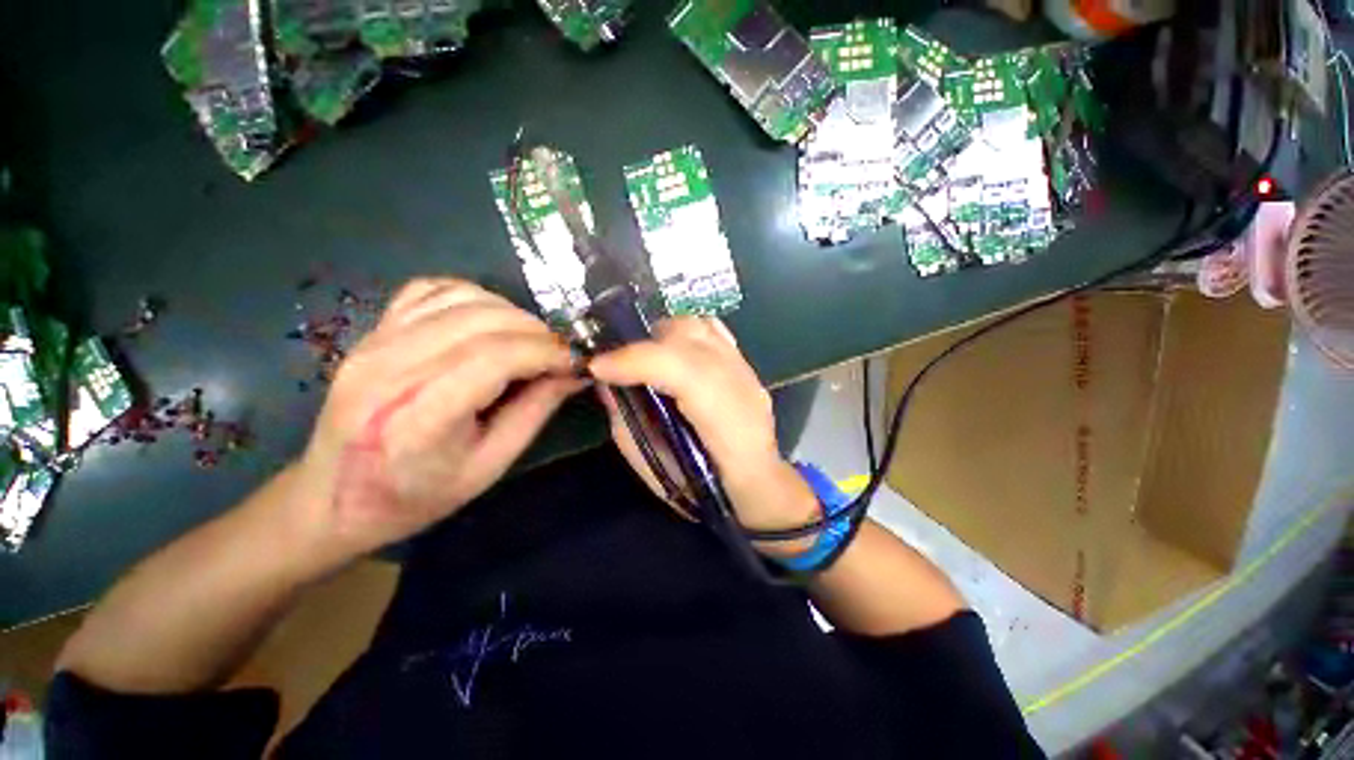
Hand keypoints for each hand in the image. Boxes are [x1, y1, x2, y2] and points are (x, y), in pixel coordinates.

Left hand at [289, 278, 581, 562]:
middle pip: (483, 321)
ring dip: (511, 312)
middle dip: (537, 331)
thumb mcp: (490, 465)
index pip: (497, 356)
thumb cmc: (417, 495)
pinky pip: (430, 290)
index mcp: (421, 415)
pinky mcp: (372, 332)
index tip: (577, 360)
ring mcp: (375, 343)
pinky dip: (473, 297)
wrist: (332, 499)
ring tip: (530, 339)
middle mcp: (392, 367)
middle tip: (560, 353)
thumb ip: (536, 411)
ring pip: (461, 298)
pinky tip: (489, 320)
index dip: (547, 351)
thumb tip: (576, 373)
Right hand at [587, 317, 818, 545]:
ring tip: (645, 354)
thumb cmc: (701, 486)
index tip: (598, 367)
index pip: (676, 367)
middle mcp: (737, 383)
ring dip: (663, 334)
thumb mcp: (652, 465)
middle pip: (686, 335)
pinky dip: (686, 330)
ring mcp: (744, 368)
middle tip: (619, 363)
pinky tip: (672, 347)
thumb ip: (627, 422)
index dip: (632, 361)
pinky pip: (711, 328)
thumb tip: (606, 384)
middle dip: (643, 344)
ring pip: (698, 326)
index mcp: (721, 417)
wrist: (755, 481)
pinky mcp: (745, 363)